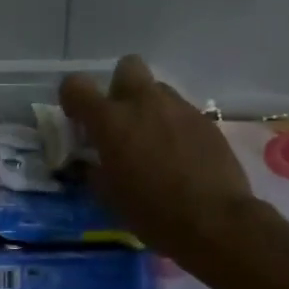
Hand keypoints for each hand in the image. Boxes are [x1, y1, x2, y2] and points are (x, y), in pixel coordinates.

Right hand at [59, 56, 259, 265]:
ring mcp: (179, 108)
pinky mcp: (206, 120)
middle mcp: (144, 102)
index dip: (73, 99)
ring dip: (149, 108)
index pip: (76, 86)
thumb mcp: (109, 197)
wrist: (215, 221)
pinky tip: (180, 156)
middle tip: (121, 122)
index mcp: (110, 120)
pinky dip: (174, 126)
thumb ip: (94, 169)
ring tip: (154, 143)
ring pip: (157, 90)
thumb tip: (91, 161)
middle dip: (119, 88)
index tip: (79, 121)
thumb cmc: (152, 213)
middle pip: (126, 67)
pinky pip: (181, 112)